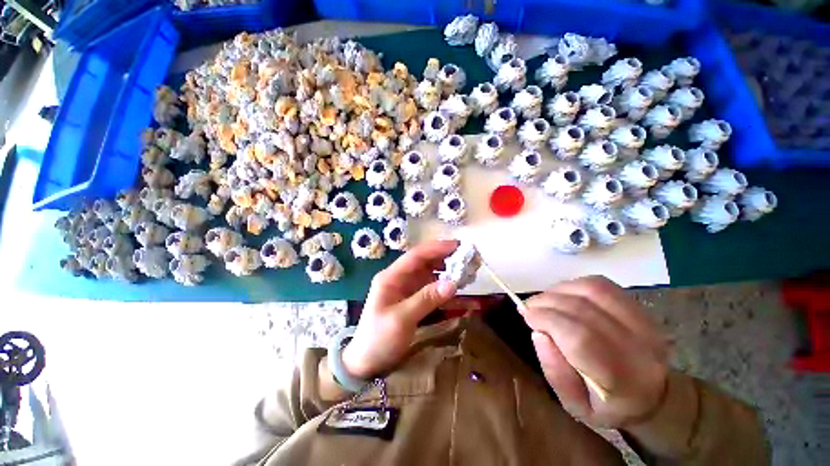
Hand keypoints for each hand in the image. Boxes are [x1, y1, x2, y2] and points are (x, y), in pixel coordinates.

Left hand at [342, 240, 458, 378]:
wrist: (367, 363)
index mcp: (391, 277)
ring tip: (468, 270)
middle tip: (469, 258)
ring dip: (448, 270)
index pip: (416, 255)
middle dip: (446, 257)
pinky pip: (432, 288)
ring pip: (430, 273)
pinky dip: (445, 287)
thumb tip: (453, 283)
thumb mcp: (401, 319)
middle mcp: (400, 278)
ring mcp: (407, 289)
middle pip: (425, 262)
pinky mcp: (413, 299)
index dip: (437, 248)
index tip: (459, 246)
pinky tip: (459, 288)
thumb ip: (426, 299)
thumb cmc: (379, 339)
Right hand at [522, 276, 668, 428]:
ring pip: (593, 290)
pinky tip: (563, 295)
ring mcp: (643, 322)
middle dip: (547, 302)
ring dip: (558, 290)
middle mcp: (639, 346)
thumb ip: (555, 372)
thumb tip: (538, 333)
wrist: (655, 395)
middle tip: (529, 308)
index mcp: (623, 380)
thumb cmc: (609, 406)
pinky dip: (574, 285)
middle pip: (584, 308)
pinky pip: (601, 284)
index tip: (526, 316)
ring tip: (544, 301)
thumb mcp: (575, 406)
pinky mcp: (640, 307)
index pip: (581, 338)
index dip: (548, 320)